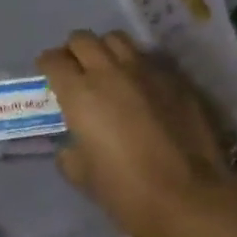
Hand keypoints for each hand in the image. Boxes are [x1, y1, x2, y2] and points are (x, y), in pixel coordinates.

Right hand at [37, 29, 236, 236]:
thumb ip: (70, 151)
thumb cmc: (126, 190)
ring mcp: (147, 71)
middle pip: (83, 39)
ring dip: (106, 50)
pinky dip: (137, 65)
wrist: (189, 197)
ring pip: (117, 40)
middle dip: (73, 51)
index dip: (47, 65)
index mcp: (79, 94)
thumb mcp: (82, 175)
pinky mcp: (177, 80)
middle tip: (75, 70)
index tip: (48, 76)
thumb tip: (72, 143)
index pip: (53, 60)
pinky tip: (141, 86)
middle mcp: (109, 72)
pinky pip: (149, 58)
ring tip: (108, 70)